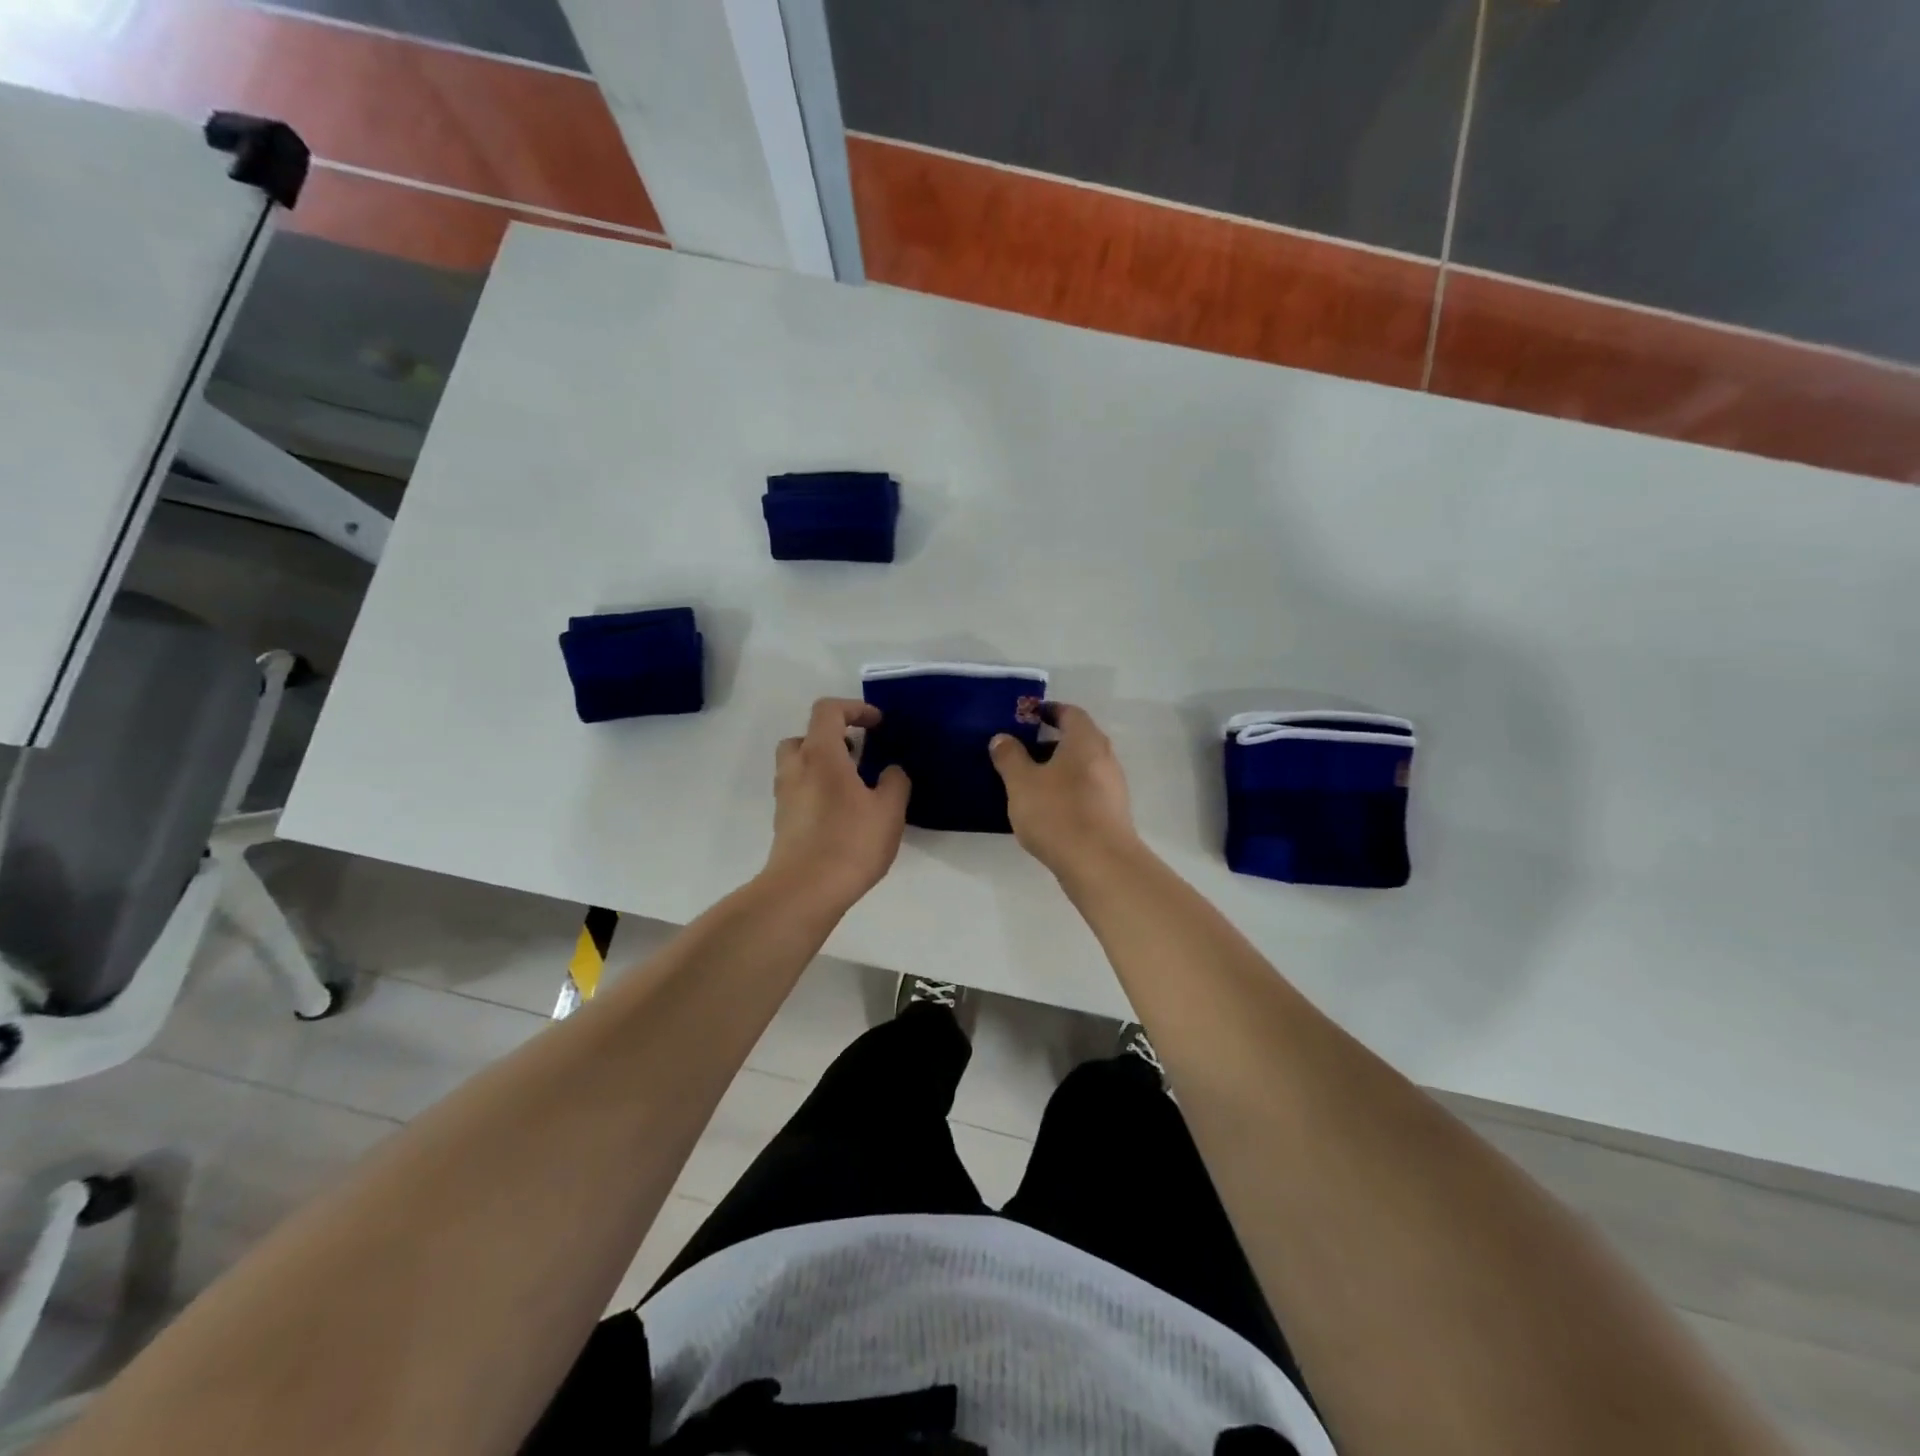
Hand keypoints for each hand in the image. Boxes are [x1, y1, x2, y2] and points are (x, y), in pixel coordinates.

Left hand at [764, 698, 909, 911]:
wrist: (804, 891)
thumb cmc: (850, 842)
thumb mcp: (889, 810)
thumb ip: (894, 782)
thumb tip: (890, 771)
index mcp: (820, 754)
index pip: (828, 710)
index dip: (855, 708)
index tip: (878, 724)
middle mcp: (795, 768)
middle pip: (805, 736)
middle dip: (832, 738)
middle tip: (858, 755)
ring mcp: (785, 796)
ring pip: (799, 765)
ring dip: (823, 765)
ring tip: (854, 787)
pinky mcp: (783, 822)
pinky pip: (799, 791)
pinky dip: (817, 789)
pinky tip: (842, 814)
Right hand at [989, 703, 1140, 876]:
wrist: (1099, 863)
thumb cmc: (1057, 813)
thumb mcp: (1021, 782)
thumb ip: (1010, 757)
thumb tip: (1002, 738)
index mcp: (1085, 741)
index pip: (1070, 713)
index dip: (1049, 711)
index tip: (1028, 717)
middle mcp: (1105, 758)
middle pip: (1079, 740)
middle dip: (1051, 742)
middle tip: (1023, 750)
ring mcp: (1113, 787)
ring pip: (1083, 767)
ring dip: (1060, 769)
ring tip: (1030, 782)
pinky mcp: (1113, 813)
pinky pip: (1087, 791)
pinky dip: (1068, 790)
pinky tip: (1048, 808)